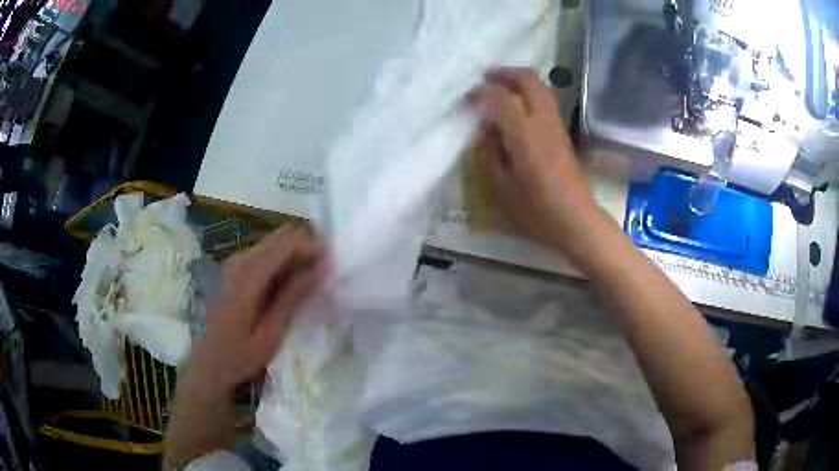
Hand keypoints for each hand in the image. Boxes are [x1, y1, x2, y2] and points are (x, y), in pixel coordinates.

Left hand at [189, 226, 325, 392]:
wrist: (210, 362)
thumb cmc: (240, 355)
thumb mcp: (271, 335)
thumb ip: (292, 299)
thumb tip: (320, 270)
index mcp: (246, 278)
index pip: (284, 245)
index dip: (311, 247)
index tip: (333, 261)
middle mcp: (239, 262)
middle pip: (279, 238)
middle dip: (305, 249)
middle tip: (326, 271)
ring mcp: (235, 264)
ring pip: (273, 244)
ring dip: (295, 256)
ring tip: (313, 278)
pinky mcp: (235, 270)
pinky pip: (265, 254)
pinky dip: (283, 263)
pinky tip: (292, 283)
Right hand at [469, 67, 596, 259]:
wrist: (576, 220)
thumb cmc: (536, 210)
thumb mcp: (501, 186)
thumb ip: (490, 153)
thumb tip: (487, 130)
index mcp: (525, 135)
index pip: (501, 97)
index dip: (481, 92)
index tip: (467, 98)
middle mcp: (543, 122)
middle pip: (529, 80)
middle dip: (506, 73)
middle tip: (486, 78)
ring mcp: (557, 125)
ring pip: (541, 87)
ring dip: (520, 81)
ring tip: (500, 88)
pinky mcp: (563, 133)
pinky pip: (546, 102)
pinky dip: (530, 94)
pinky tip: (517, 108)